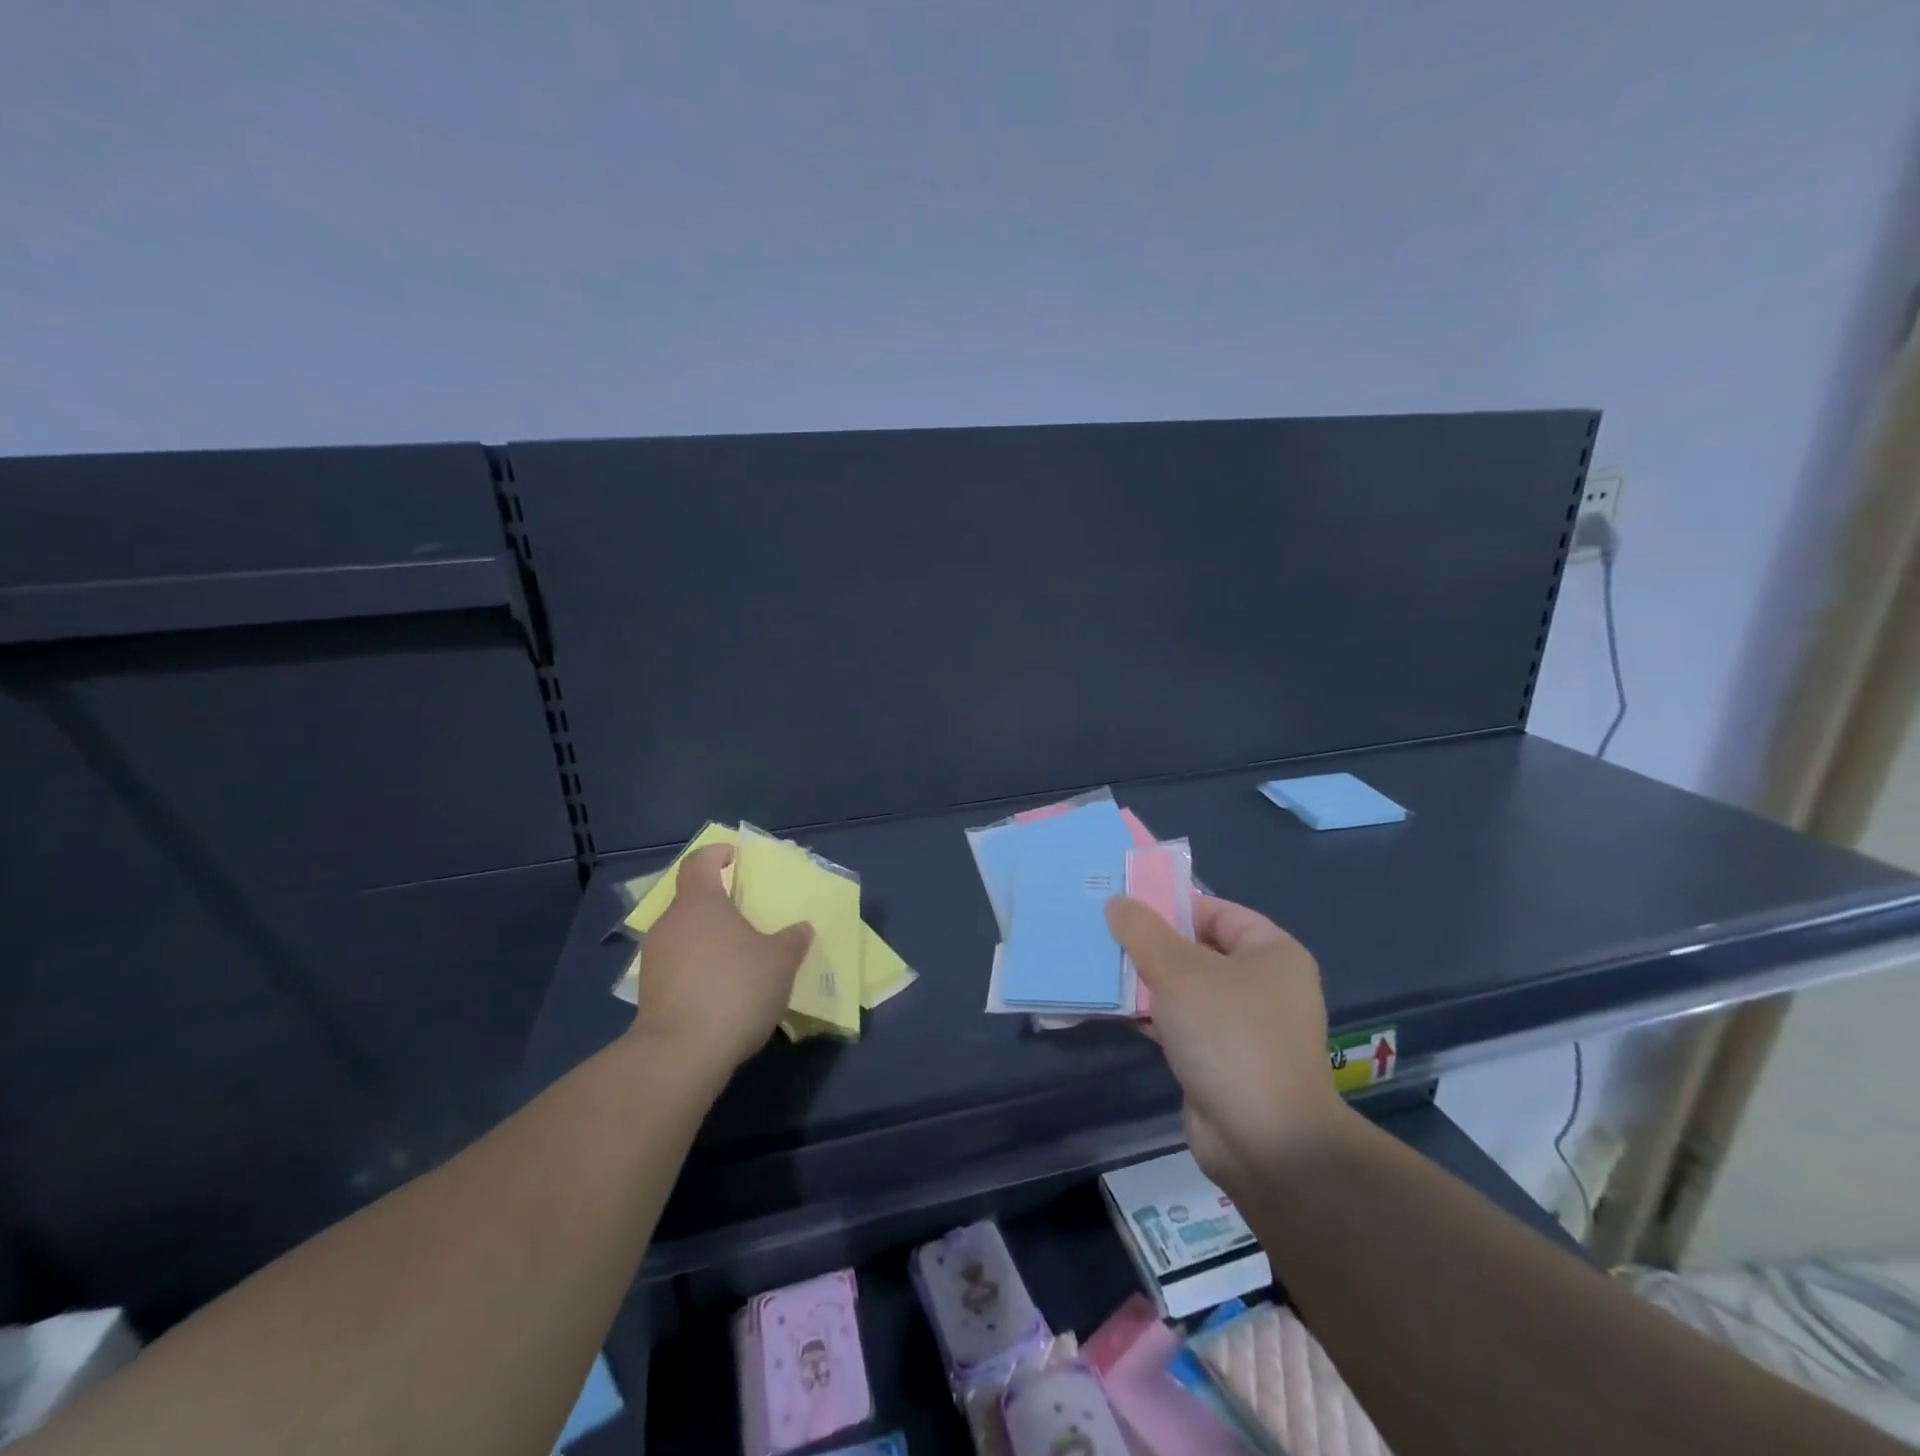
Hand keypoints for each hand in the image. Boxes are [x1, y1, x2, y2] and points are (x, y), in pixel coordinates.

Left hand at [630, 845, 812, 1080]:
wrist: (681, 1054)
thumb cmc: (735, 988)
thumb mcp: (780, 961)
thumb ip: (792, 940)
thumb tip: (800, 929)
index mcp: (699, 902)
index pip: (700, 862)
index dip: (717, 855)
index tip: (736, 858)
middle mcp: (670, 923)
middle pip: (691, 900)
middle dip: (718, 905)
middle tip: (748, 916)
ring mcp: (654, 959)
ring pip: (684, 936)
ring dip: (708, 941)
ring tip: (739, 959)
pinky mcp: (649, 994)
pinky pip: (678, 967)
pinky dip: (698, 970)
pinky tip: (721, 992)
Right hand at [1106, 893, 1352, 1197]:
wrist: (1266, 1142)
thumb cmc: (1229, 1035)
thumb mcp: (1179, 971)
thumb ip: (1143, 932)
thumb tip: (1117, 903)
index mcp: (1272, 953)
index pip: (1217, 912)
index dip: (1172, 905)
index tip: (1125, 906)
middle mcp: (1264, 986)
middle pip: (1198, 950)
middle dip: (1150, 944)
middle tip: (1103, 934)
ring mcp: (1244, 1027)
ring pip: (1185, 990)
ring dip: (1145, 982)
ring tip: (1098, 967)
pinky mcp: (1221, 1061)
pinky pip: (1180, 1024)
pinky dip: (1150, 1016)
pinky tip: (1112, 1009)